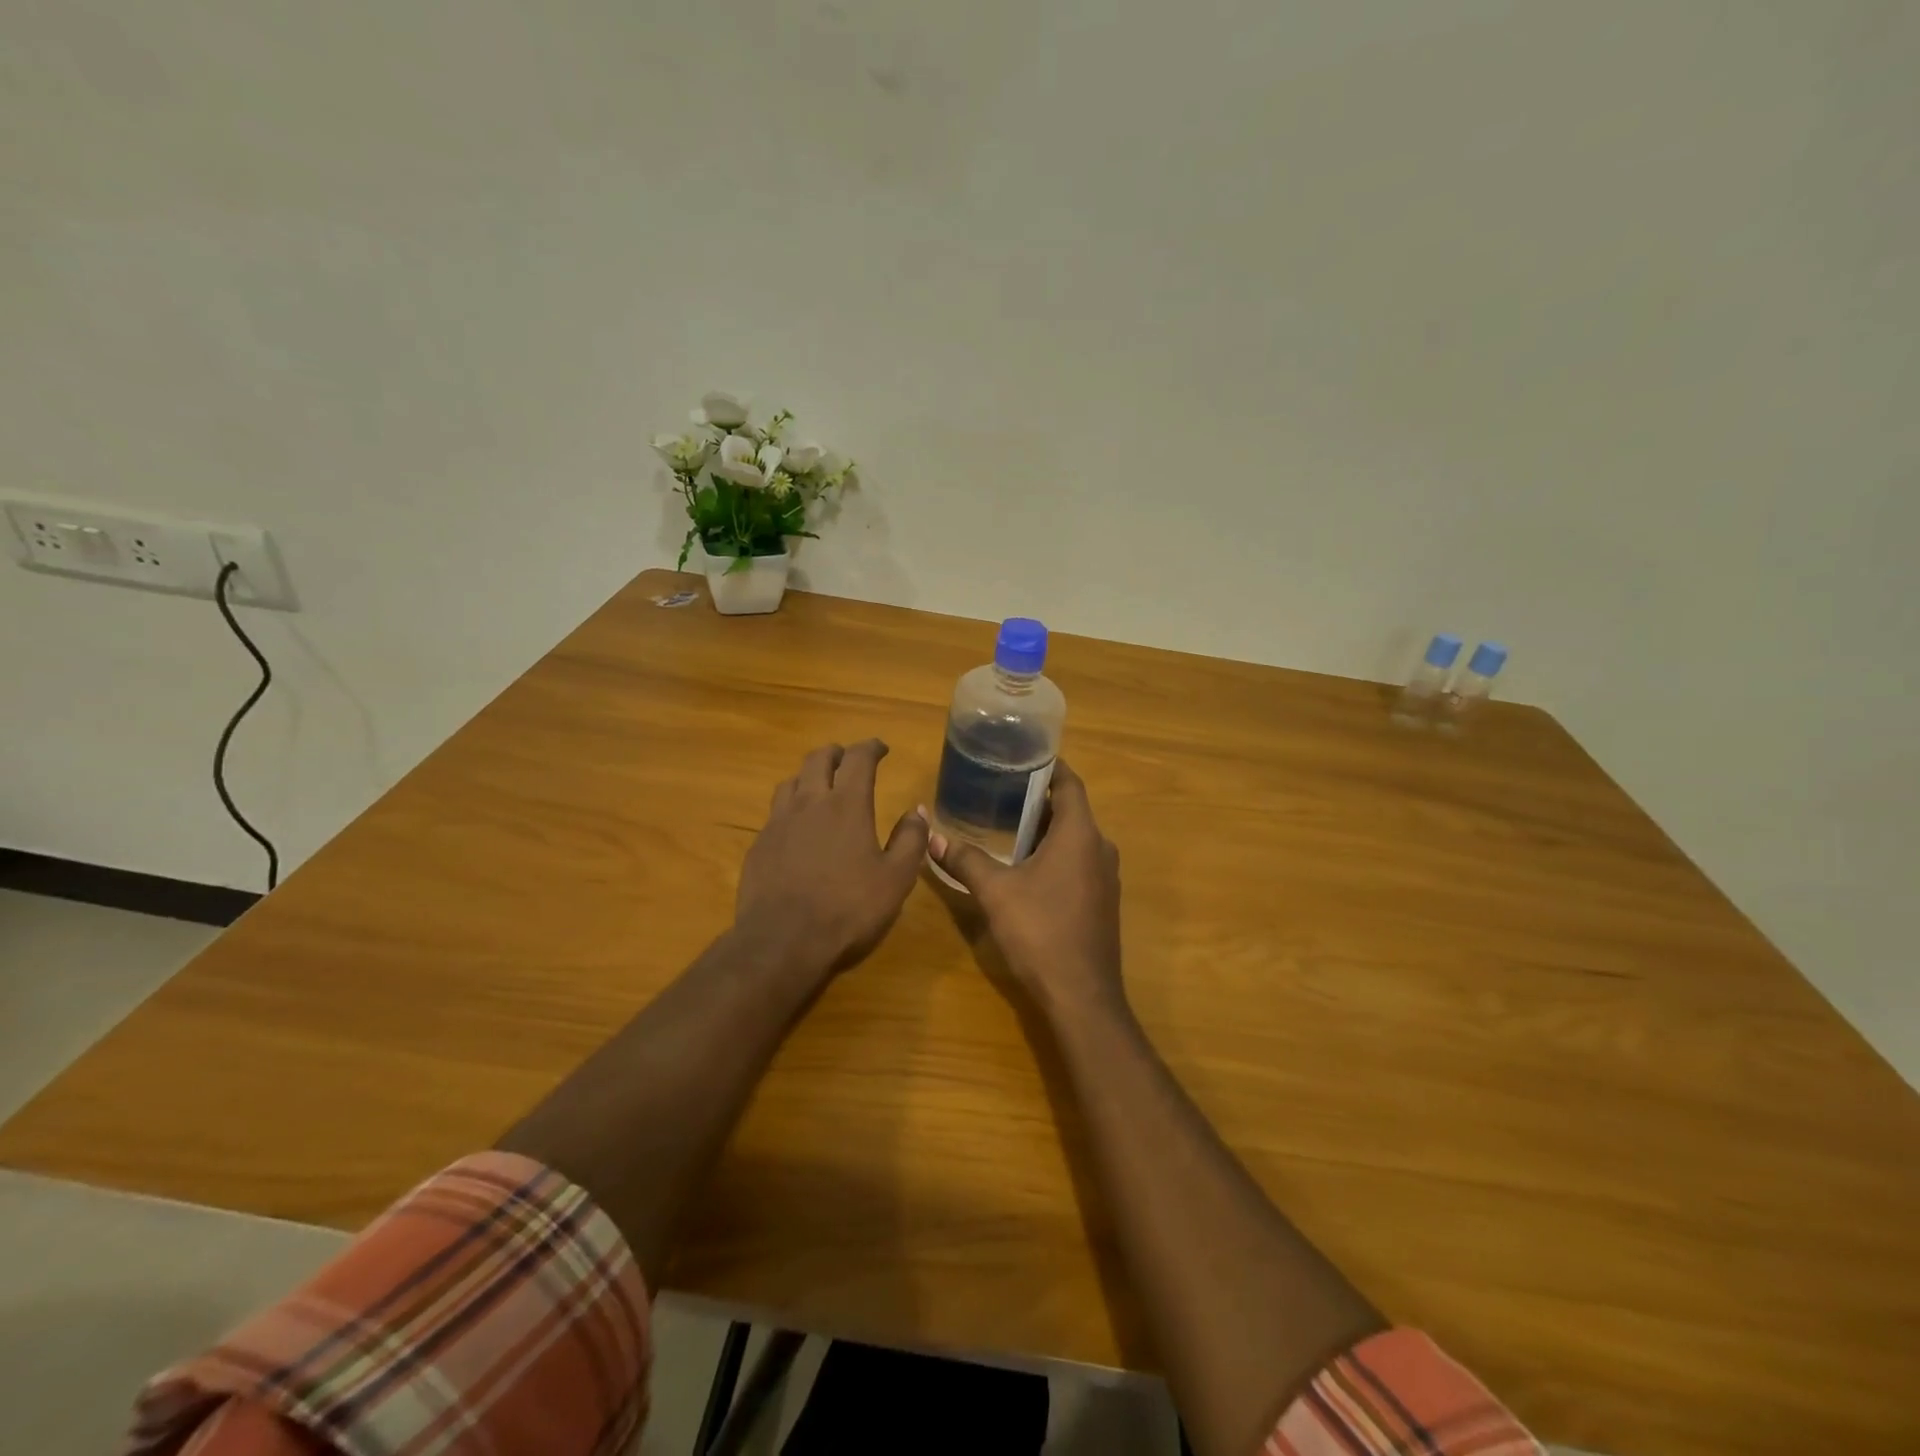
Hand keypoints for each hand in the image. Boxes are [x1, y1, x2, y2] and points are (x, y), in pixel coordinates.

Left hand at [735, 739, 929, 978]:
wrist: (782, 942)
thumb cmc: (848, 908)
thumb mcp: (896, 878)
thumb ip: (910, 840)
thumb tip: (917, 811)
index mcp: (847, 805)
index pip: (859, 759)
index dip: (871, 747)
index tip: (881, 748)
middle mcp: (809, 803)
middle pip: (818, 759)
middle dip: (837, 753)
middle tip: (849, 760)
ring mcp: (778, 823)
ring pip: (791, 781)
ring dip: (809, 776)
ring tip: (820, 786)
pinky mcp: (759, 845)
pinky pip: (775, 813)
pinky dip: (790, 807)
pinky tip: (796, 827)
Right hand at [927, 760, 1123, 1017]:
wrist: (1081, 995)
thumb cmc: (1040, 931)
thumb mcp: (995, 892)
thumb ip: (965, 860)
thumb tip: (931, 836)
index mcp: (1080, 834)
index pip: (1070, 784)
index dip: (1049, 766)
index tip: (1022, 757)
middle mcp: (1100, 848)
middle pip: (1073, 810)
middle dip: (1041, 799)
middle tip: (1003, 791)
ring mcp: (1106, 876)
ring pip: (1077, 838)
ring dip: (1048, 829)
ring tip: (1010, 825)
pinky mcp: (1103, 900)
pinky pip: (1080, 861)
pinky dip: (1058, 853)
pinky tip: (1029, 867)